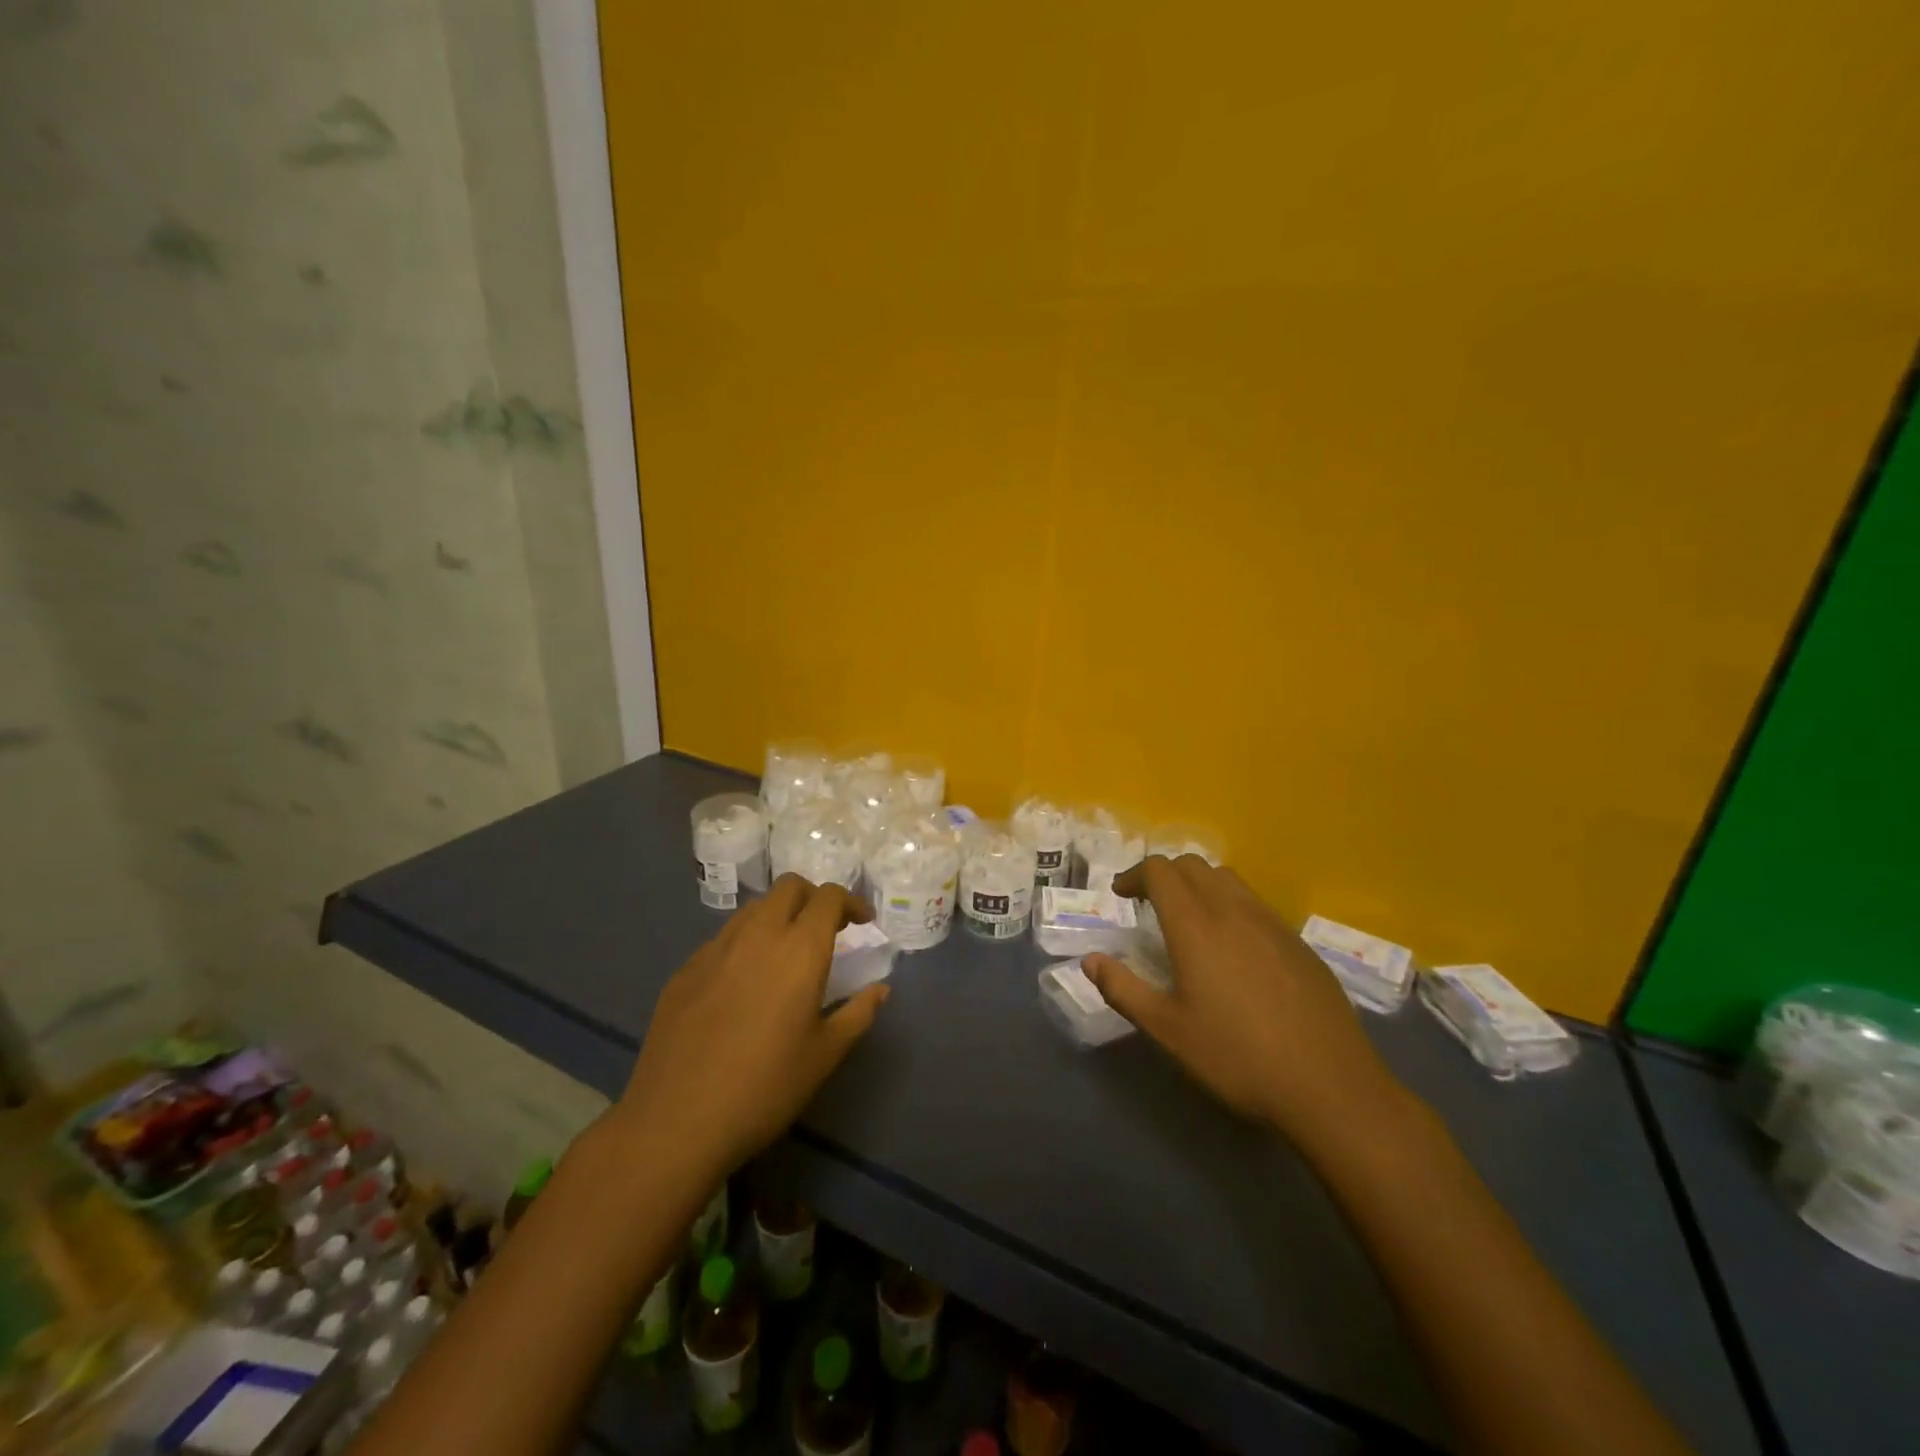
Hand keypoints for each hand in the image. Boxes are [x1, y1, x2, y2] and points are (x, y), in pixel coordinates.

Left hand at [611, 875, 888, 1178]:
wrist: (676, 1120)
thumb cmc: (765, 1087)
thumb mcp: (825, 1055)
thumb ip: (858, 1013)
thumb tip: (880, 989)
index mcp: (799, 949)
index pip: (829, 897)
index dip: (851, 902)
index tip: (862, 923)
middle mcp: (758, 934)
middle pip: (789, 886)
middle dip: (813, 897)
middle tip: (826, 928)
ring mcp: (716, 948)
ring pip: (754, 908)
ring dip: (778, 916)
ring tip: (786, 953)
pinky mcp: (685, 969)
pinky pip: (724, 938)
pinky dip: (746, 943)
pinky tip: (744, 983)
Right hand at [1085, 857, 1408, 1152]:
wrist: (1329, 1086)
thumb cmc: (1237, 1057)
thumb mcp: (1167, 1030)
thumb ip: (1123, 989)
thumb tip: (1089, 960)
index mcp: (1195, 925)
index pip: (1160, 871)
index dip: (1135, 875)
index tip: (1121, 896)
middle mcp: (1233, 911)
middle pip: (1193, 866)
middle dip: (1164, 875)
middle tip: (1148, 904)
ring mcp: (1271, 923)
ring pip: (1227, 879)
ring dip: (1199, 885)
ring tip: (1188, 919)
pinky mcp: (1298, 942)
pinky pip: (1255, 903)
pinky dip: (1230, 905)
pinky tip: (1233, 948)